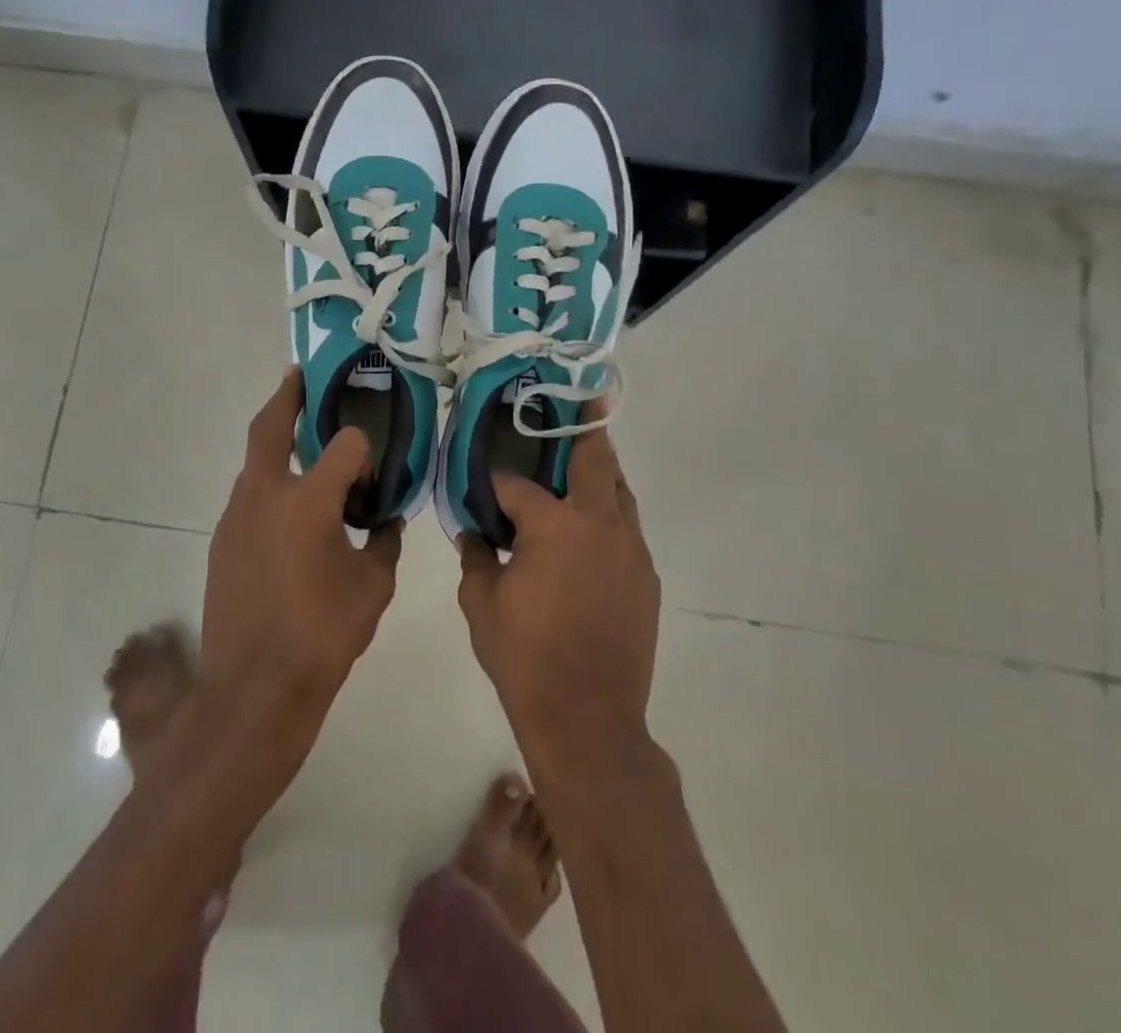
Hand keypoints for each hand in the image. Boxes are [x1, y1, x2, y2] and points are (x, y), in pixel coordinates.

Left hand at [200, 369, 401, 751]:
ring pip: (255, 463)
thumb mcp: (372, 588)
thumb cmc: (321, 637)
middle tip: (302, 378)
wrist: (253, 690)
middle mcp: (264, 495)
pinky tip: (288, 514)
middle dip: (287, 397)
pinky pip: (248, 498)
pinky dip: (268, 488)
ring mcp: (235, 516)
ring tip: (302, 445)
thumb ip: (383, 543)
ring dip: (276, 445)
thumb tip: (384, 521)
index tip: (375, 467)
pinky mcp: (221, 540)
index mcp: (308, 501)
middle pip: (271, 427)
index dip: (365, 448)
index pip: (345, 445)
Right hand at [457, 400, 660, 752]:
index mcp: (555, 526)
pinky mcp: (647, 577)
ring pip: (620, 492)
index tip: (484, 485)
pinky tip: (589, 531)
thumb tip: (473, 532)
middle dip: (585, 428)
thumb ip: (475, 558)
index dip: (497, 483)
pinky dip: (609, 516)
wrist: (588, 718)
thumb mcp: (481, 604)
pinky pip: (627, 529)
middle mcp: (601, 525)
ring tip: (582, 460)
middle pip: (596, 461)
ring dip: (601, 473)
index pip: (519, 485)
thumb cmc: (525, 657)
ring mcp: (632, 550)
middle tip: (582, 402)